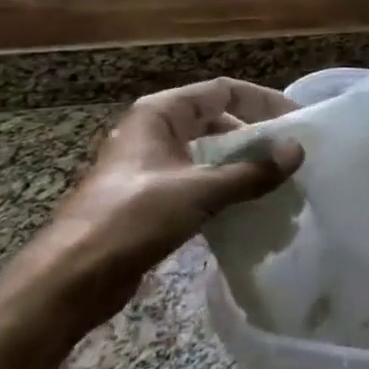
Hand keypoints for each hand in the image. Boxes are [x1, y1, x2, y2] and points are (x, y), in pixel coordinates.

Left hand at [0, 79, 303, 340]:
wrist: (71, 278)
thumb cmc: (132, 218)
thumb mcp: (198, 190)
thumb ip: (251, 171)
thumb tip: (297, 151)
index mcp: (160, 114)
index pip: (222, 90)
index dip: (263, 100)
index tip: (297, 119)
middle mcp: (154, 132)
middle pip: (216, 119)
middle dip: (254, 133)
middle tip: (289, 153)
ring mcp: (150, 166)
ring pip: (207, 153)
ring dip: (240, 163)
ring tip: (276, 180)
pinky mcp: (149, 199)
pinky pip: (197, 181)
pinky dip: (223, 188)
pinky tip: (247, 207)